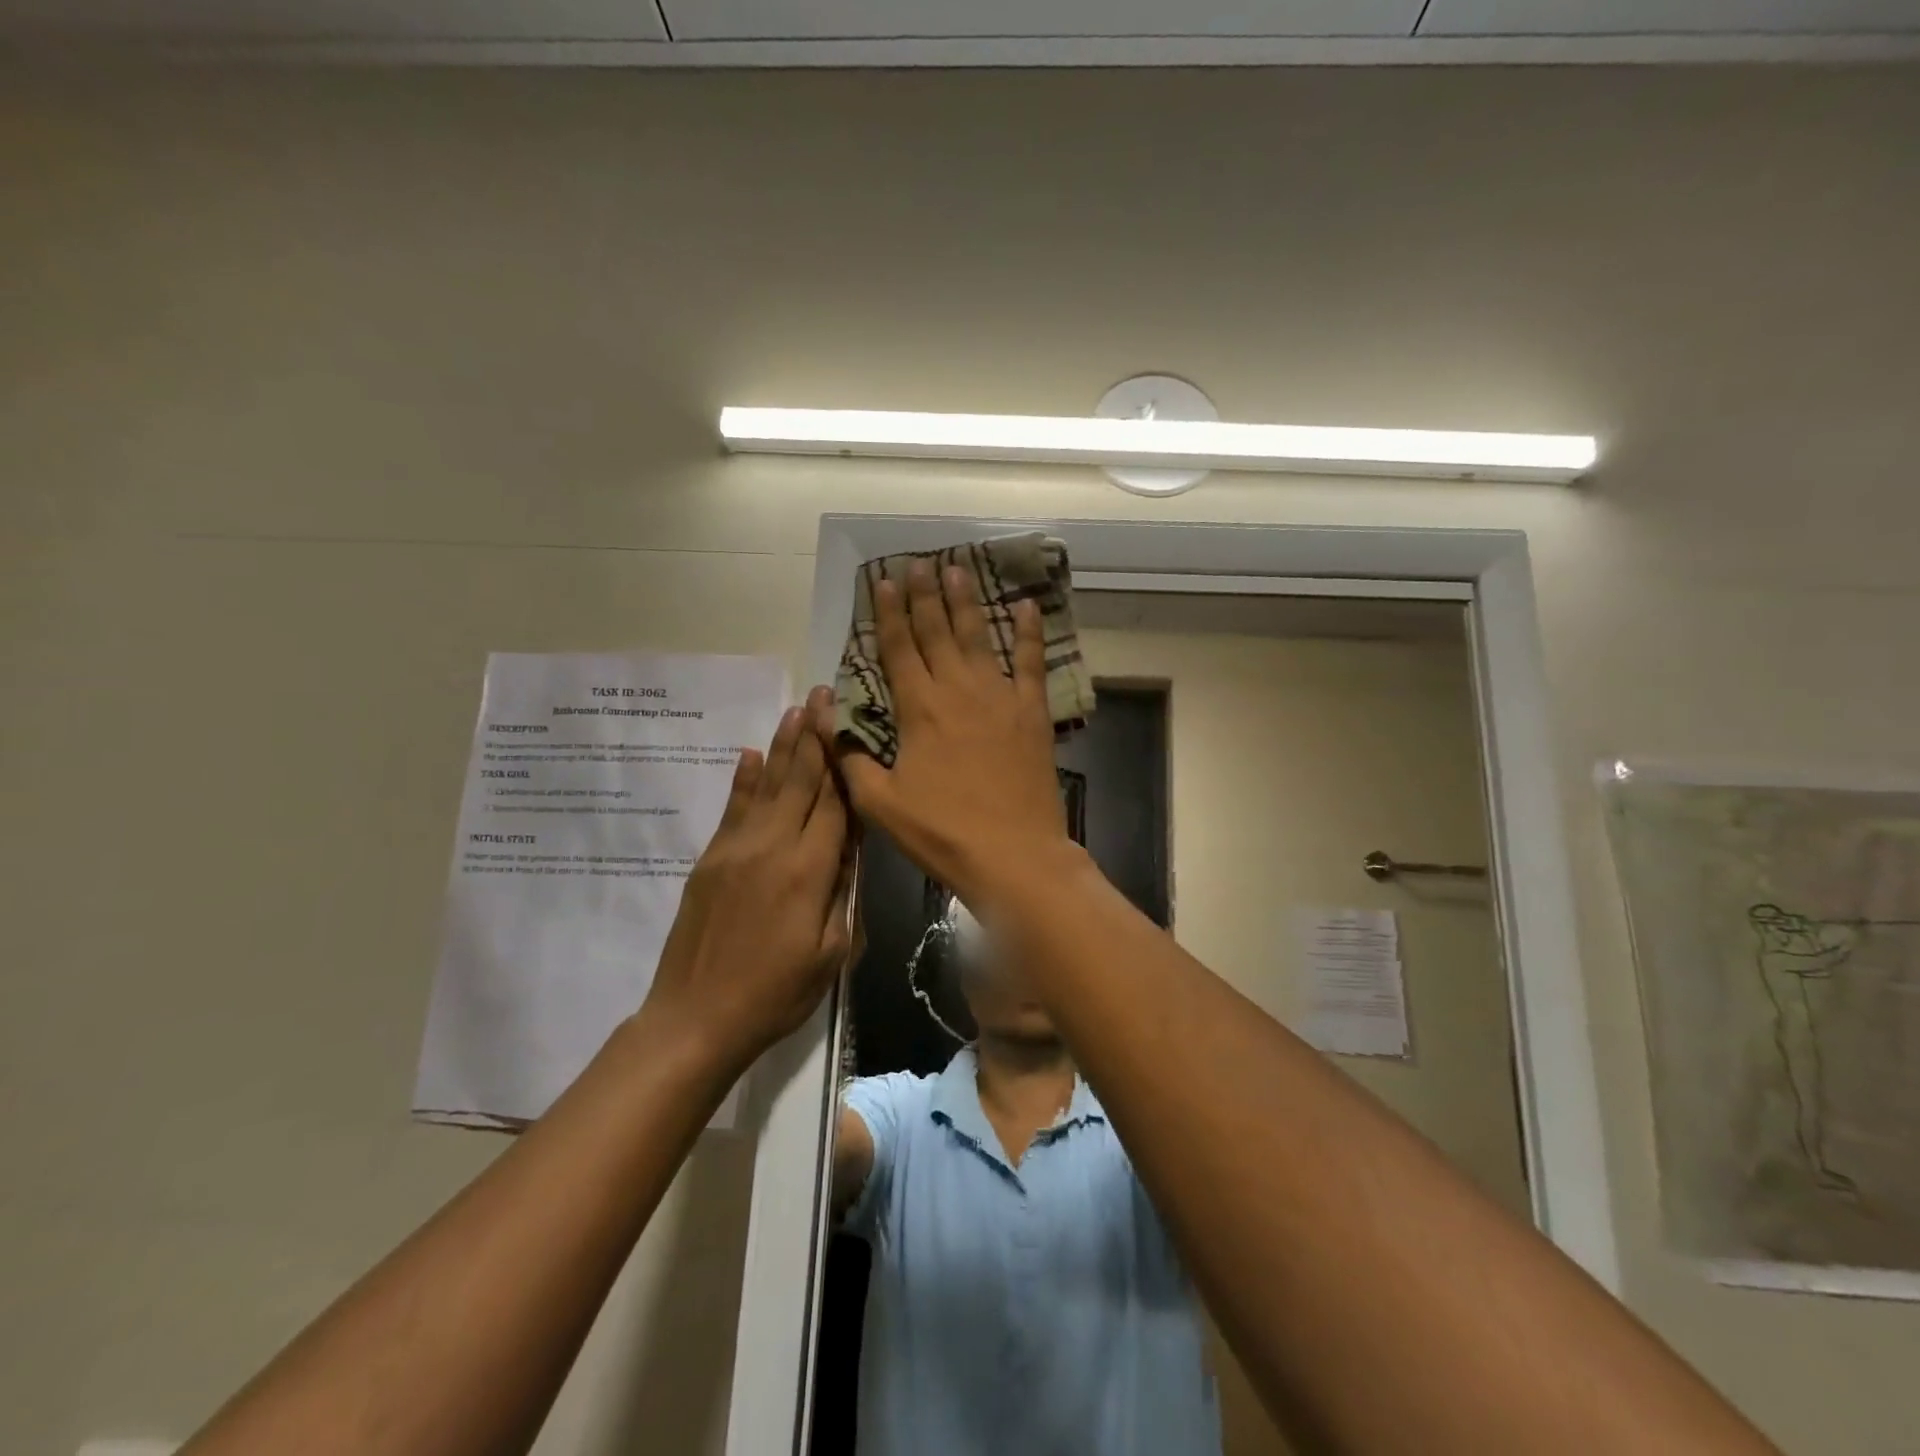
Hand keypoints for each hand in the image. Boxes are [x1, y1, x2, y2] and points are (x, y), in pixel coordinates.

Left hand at [639, 686, 855, 1075]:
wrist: (695, 1018)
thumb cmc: (775, 994)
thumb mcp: (830, 953)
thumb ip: (842, 894)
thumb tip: (849, 849)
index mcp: (809, 871)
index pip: (835, 804)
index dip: (845, 763)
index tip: (852, 723)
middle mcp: (773, 847)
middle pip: (801, 781)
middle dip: (815, 736)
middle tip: (824, 694)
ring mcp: (737, 849)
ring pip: (768, 785)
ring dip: (784, 745)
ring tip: (797, 710)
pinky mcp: (712, 858)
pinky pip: (733, 808)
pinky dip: (745, 778)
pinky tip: (753, 753)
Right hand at [837, 559, 1073, 911]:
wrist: (1013, 854)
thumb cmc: (942, 831)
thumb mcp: (881, 803)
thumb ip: (851, 757)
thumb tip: (825, 716)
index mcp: (919, 709)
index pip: (898, 650)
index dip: (888, 614)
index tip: (884, 582)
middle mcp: (957, 691)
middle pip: (936, 633)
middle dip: (924, 597)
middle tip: (920, 563)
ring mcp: (999, 698)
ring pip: (978, 638)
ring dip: (966, 603)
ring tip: (958, 570)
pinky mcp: (1032, 713)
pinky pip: (1030, 664)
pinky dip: (1029, 634)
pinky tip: (1027, 607)